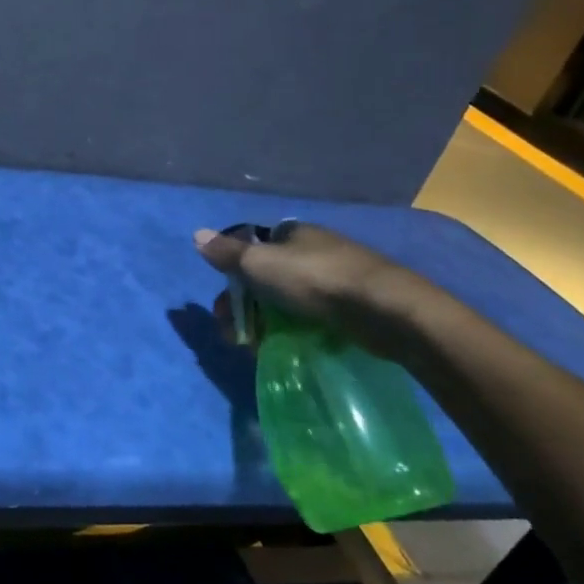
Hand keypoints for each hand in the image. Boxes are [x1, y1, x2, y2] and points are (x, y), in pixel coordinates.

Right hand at [193, 221, 430, 362]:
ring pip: (288, 300)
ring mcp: (337, 278)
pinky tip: (293, 348)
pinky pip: (314, 318)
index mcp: (292, 234)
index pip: (253, 248)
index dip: (234, 274)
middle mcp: (314, 250)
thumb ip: (227, 253)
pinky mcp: (355, 307)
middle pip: (267, 278)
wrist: (386, 310)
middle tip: (236, 335)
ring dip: (267, 323)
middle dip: (246, 306)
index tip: (224, 303)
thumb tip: (197, 234)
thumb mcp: (260, 263)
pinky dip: (297, 332)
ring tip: (258, 349)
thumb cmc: (315, 280)